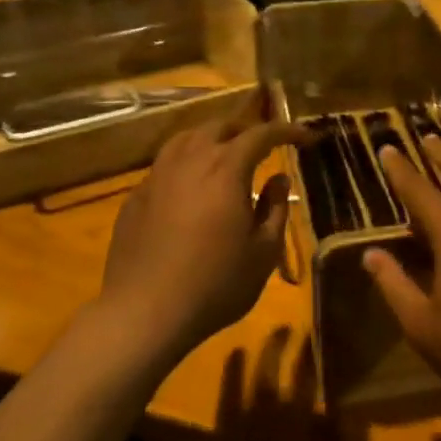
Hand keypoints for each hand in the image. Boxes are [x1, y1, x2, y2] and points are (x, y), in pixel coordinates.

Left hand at [102, 115, 308, 354]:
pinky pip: (163, 166)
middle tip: (262, 145)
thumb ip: (275, 208)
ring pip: (185, 140)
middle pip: (219, 127)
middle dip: (245, 130)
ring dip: (210, 139)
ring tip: (224, 155)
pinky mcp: (135, 198)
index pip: (261, 134)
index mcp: (226, 169)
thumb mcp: (263, 252)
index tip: (305, 136)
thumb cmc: (215, 283)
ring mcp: (156, 177)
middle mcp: (190, 161)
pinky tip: (189, 188)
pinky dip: (184, 164)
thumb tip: (279, 179)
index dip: (286, 131)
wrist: (144, 313)